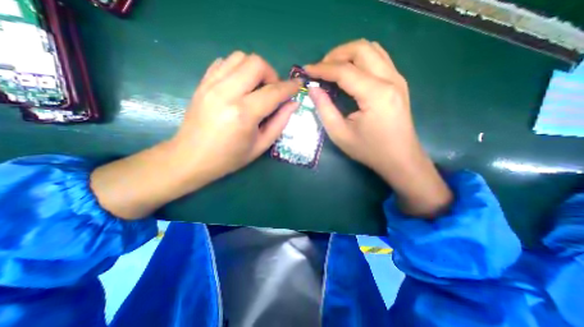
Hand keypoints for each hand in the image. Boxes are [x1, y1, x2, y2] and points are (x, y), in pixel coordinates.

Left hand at [168, 52, 296, 182]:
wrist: (191, 158)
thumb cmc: (230, 157)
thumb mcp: (261, 146)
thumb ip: (280, 123)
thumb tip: (293, 103)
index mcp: (244, 114)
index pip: (274, 92)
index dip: (290, 87)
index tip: (298, 85)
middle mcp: (227, 93)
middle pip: (256, 63)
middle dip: (271, 74)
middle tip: (272, 91)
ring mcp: (211, 85)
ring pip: (239, 57)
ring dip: (255, 69)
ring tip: (256, 87)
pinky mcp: (202, 83)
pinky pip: (223, 62)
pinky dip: (237, 69)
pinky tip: (240, 85)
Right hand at [304, 40, 453, 216]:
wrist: (400, 158)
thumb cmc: (369, 150)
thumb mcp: (340, 134)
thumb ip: (325, 109)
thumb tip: (313, 89)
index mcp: (375, 94)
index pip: (344, 70)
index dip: (322, 68)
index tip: (306, 70)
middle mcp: (390, 79)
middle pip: (360, 49)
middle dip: (335, 54)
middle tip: (320, 68)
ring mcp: (397, 78)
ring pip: (371, 49)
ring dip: (348, 54)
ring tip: (332, 68)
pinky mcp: (398, 82)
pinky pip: (378, 58)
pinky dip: (360, 59)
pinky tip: (350, 72)